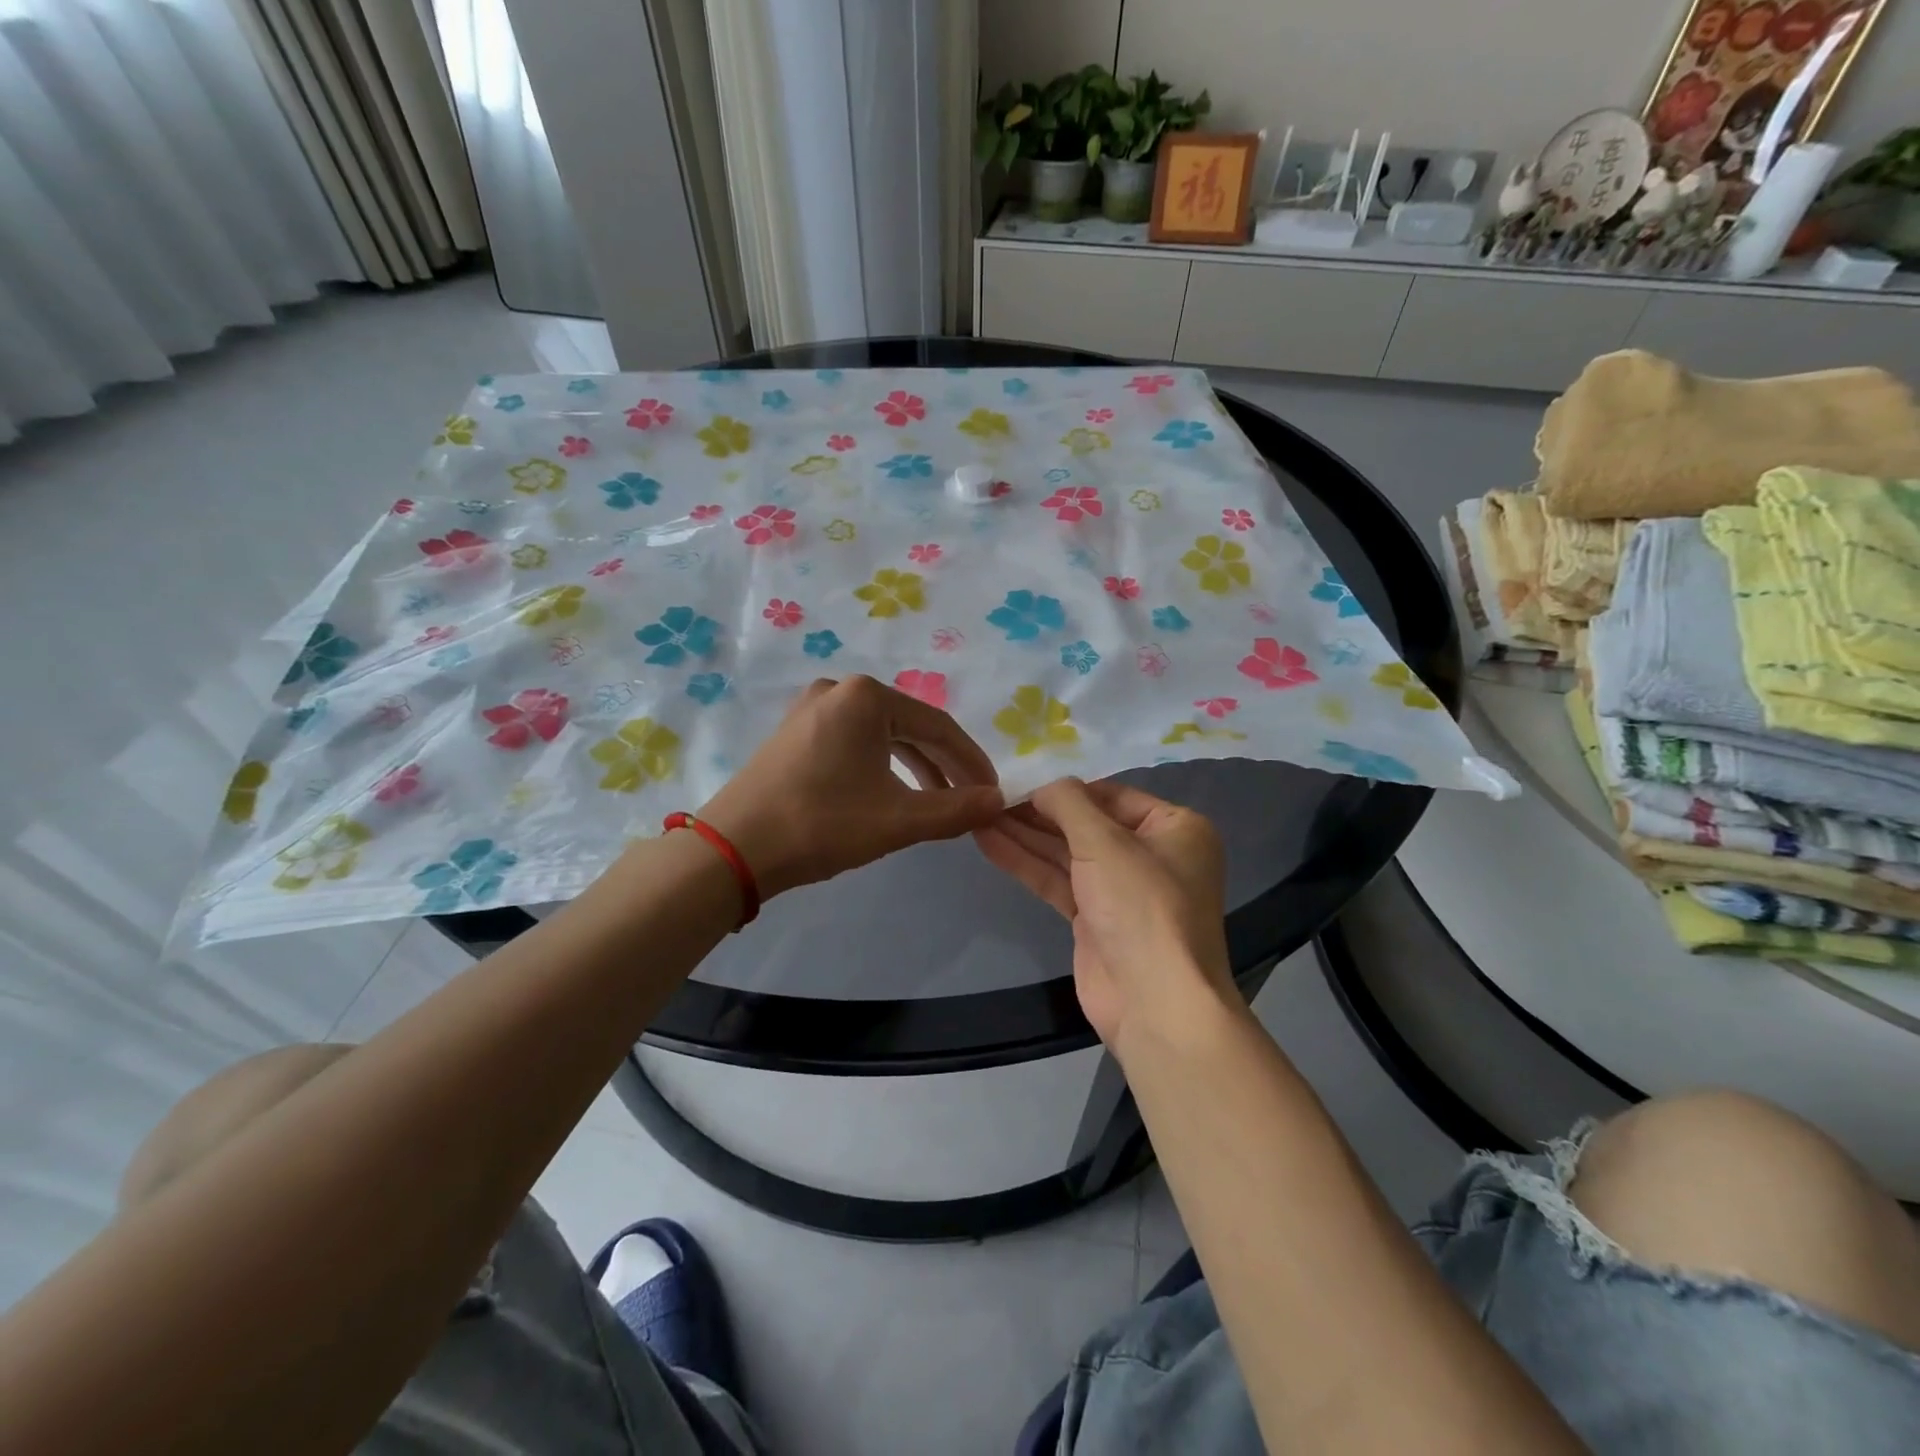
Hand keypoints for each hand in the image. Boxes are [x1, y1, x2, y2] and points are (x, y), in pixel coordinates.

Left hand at [698, 676, 1002, 898]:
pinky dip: (881, 768)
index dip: (971, 761)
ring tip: (936, 802)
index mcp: (867, 697)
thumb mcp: (898, 819)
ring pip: (882, 737)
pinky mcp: (794, 733)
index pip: (939, 726)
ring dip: (915, 769)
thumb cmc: (822, 824)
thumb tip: (1000, 801)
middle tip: (969, 800)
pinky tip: (891, 794)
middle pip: (910, 727)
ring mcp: (811, 709)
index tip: (993, 792)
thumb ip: (955, 809)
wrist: (733, 849)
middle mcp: (839, 690)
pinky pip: (854, 744)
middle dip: (944, 766)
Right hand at [976, 777, 1235, 1054]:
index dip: (1064, 789)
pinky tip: (989, 842)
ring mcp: (1122, 890)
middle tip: (990, 796)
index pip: (1111, 795)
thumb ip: (1069, 804)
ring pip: (1067, 853)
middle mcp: (1151, 854)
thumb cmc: (1141, 907)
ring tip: (979, 814)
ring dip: (1025, 835)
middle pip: (1086, 824)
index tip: (1018, 780)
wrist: (1155, 1005)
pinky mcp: (1095, 920)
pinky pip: (1058, 882)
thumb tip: (1041, 786)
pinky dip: (1026, 863)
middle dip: (1038, 812)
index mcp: (1174, 828)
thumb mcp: (1105, 842)